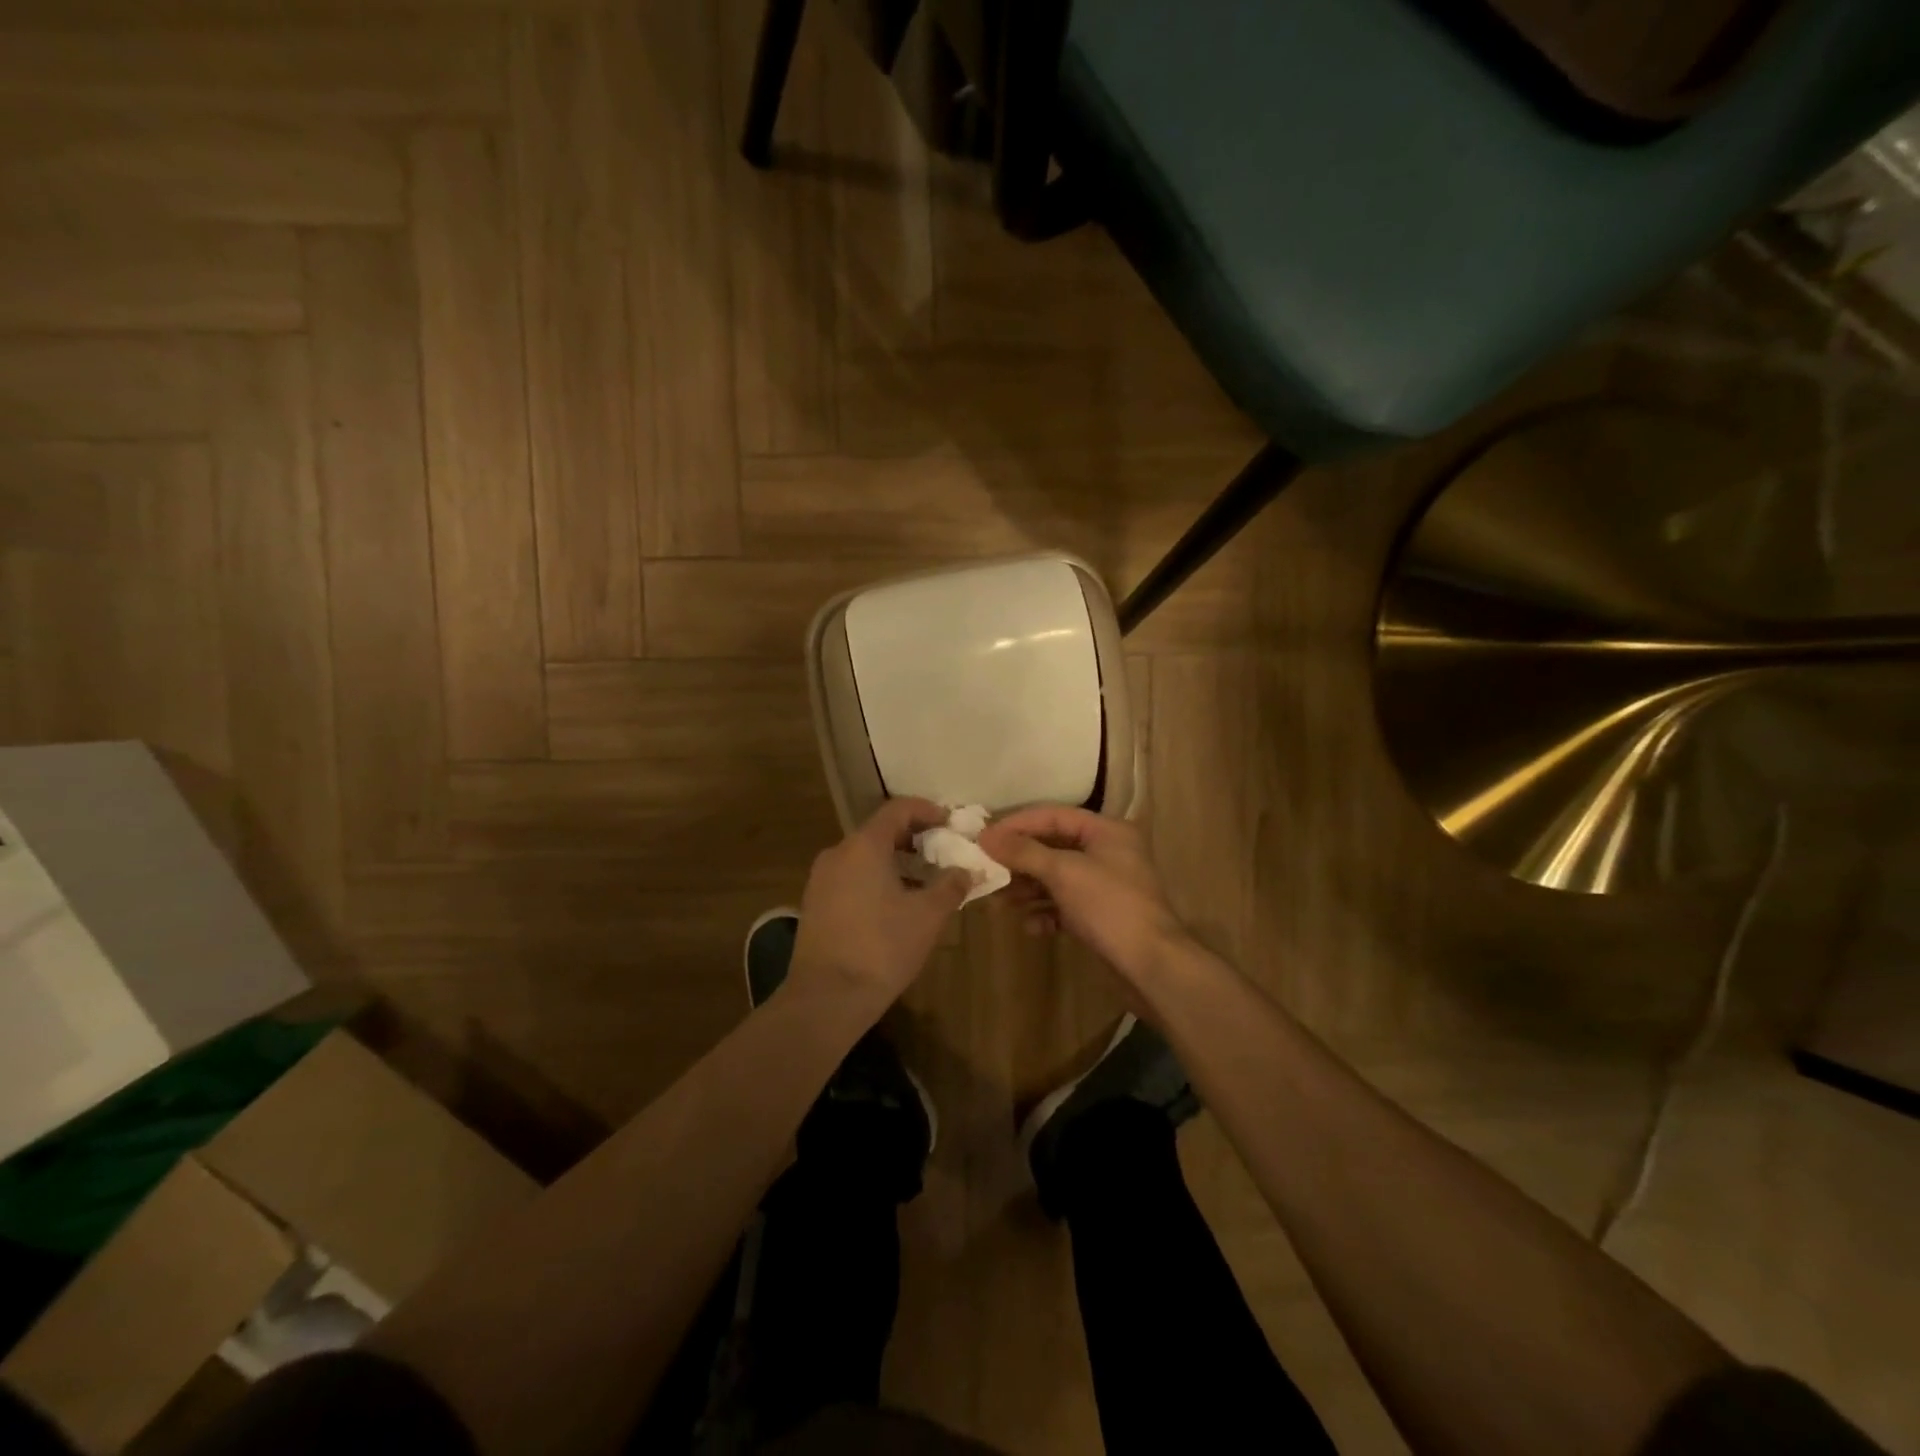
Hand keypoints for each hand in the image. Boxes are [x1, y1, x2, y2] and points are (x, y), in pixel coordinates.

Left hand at [788, 798, 971, 1012]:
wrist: (827, 997)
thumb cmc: (882, 948)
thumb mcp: (928, 916)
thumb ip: (950, 886)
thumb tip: (966, 871)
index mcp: (864, 845)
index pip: (898, 809)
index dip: (927, 810)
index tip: (950, 822)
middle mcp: (838, 852)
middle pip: (879, 831)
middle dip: (913, 838)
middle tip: (941, 853)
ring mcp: (821, 878)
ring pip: (864, 856)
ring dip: (895, 861)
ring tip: (923, 882)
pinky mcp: (814, 903)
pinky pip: (851, 876)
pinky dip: (875, 878)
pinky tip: (894, 905)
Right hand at [978, 807, 1186, 980]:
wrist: (1151, 965)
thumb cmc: (1109, 906)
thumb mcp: (1063, 872)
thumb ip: (1023, 852)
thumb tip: (986, 835)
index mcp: (1107, 831)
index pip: (1053, 815)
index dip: (1017, 824)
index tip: (984, 837)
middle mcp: (1108, 852)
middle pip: (1053, 847)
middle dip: (1020, 861)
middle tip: (987, 871)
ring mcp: (1105, 886)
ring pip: (1056, 878)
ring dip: (1028, 889)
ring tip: (1001, 902)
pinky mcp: (1100, 916)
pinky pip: (1065, 905)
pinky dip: (1046, 913)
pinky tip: (1032, 927)